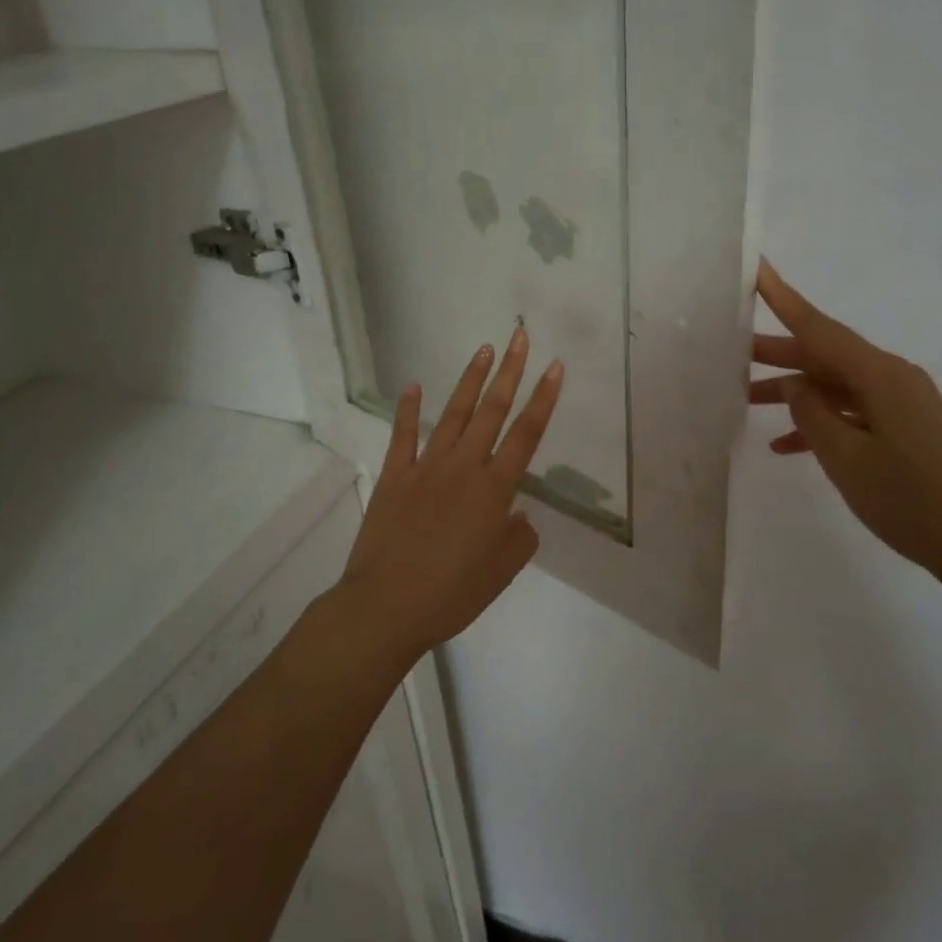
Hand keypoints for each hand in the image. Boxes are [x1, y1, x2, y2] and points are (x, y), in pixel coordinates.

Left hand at [338, 325, 563, 659]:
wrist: (386, 606)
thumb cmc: (452, 593)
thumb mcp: (502, 572)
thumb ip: (519, 538)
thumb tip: (517, 516)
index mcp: (495, 489)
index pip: (527, 433)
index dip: (544, 398)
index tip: (555, 366)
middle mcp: (464, 467)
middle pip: (493, 410)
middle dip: (510, 371)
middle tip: (520, 336)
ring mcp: (426, 467)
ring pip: (453, 414)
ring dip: (470, 379)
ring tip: (484, 349)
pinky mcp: (394, 476)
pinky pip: (403, 436)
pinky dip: (408, 409)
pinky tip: (413, 385)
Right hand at [749, 260, 941, 581]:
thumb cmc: (910, 499)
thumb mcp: (847, 458)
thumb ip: (812, 414)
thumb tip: (793, 384)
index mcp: (880, 375)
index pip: (820, 328)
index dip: (784, 299)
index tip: (758, 269)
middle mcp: (892, 378)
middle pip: (825, 355)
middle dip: (778, 354)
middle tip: (730, 352)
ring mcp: (902, 404)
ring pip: (836, 385)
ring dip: (795, 392)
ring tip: (747, 399)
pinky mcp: (906, 428)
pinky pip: (853, 413)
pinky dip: (822, 422)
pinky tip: (786, 445)